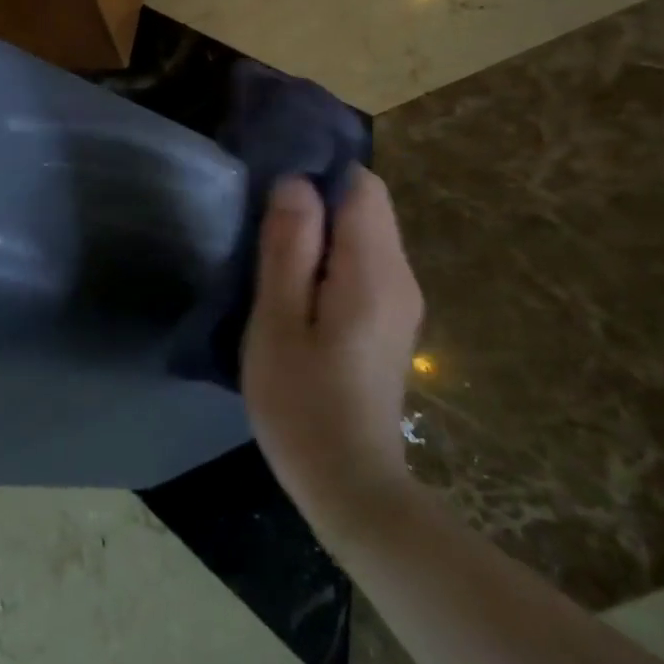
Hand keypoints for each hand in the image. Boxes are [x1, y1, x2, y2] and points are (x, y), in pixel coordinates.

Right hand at [241, 168, 424, 519]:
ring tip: (272, 262)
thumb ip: (289, 247)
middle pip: (365, 207)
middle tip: (263, 232)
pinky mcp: (391, 322)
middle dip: (316, 206)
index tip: (272, 197)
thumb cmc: (302, 403)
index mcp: (374, 270)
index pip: (361, 185)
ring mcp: (401, 301)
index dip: (317, 177)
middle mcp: (400, 276)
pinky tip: (296, 295)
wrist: (351, 486)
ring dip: (320, 235)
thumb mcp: (278, 320)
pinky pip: (363, 265)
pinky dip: (330, 262)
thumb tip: (296, 182)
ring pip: (363, 236)